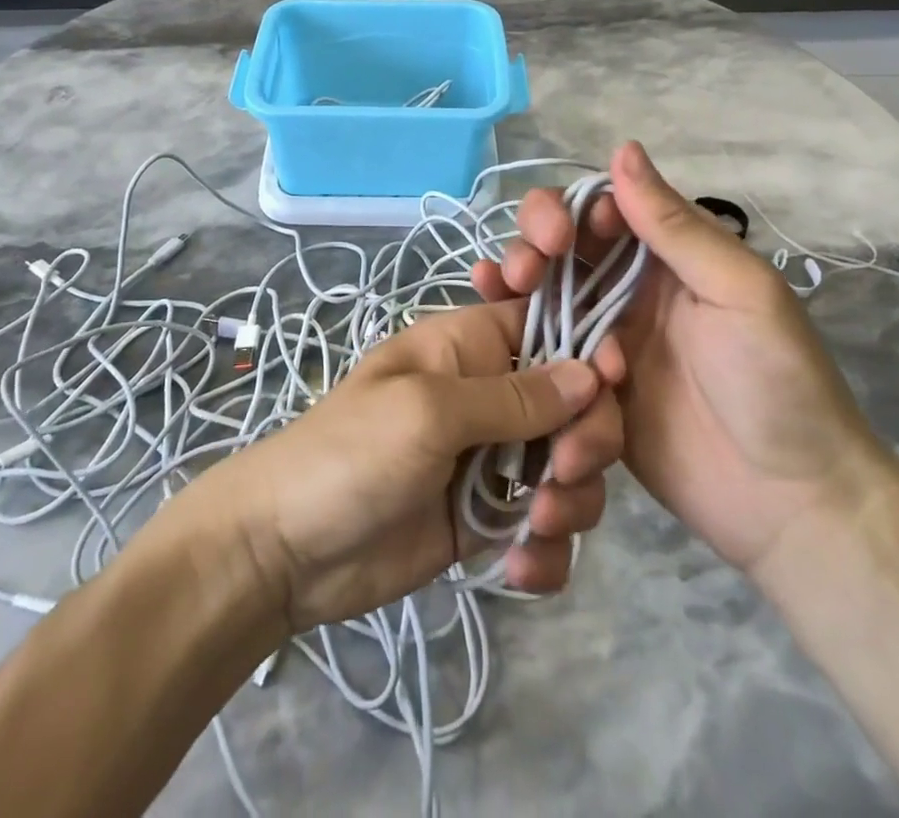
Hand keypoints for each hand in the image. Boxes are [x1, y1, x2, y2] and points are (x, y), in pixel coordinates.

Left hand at [179, 299, 623, 633]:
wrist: (287, 549)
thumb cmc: (352, 454)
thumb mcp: (430, 411)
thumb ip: (514, 396)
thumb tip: (592, 372)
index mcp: (470, 346)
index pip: (549, 327)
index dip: (588, 352)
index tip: (611, 388)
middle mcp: (488, 395)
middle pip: (574, 403)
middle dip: (584, 441)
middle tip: (560, 476)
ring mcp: (490, 459)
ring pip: (569, 467)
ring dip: (569, 502)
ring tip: (533, 528)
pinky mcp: (487, 518)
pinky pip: (546, 526)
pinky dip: (546, 550)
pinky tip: (518, 571)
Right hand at [471, 141, 898, 578]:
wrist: (792, 507)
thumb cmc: (777, 383)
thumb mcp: (739, 291)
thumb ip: (675, 226)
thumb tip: (622, 147)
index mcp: (668, 257)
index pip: (602, 209)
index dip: (568, 210)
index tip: (557, 236)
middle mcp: (630, 289)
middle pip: (562, 247)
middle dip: (532, 244)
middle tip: (523, 272)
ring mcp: (605, 338)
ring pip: (544, 293)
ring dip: (515, 281)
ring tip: (495, 289)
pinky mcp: (587, 388)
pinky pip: (544, 350)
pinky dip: (514, 333)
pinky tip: (490, 327)